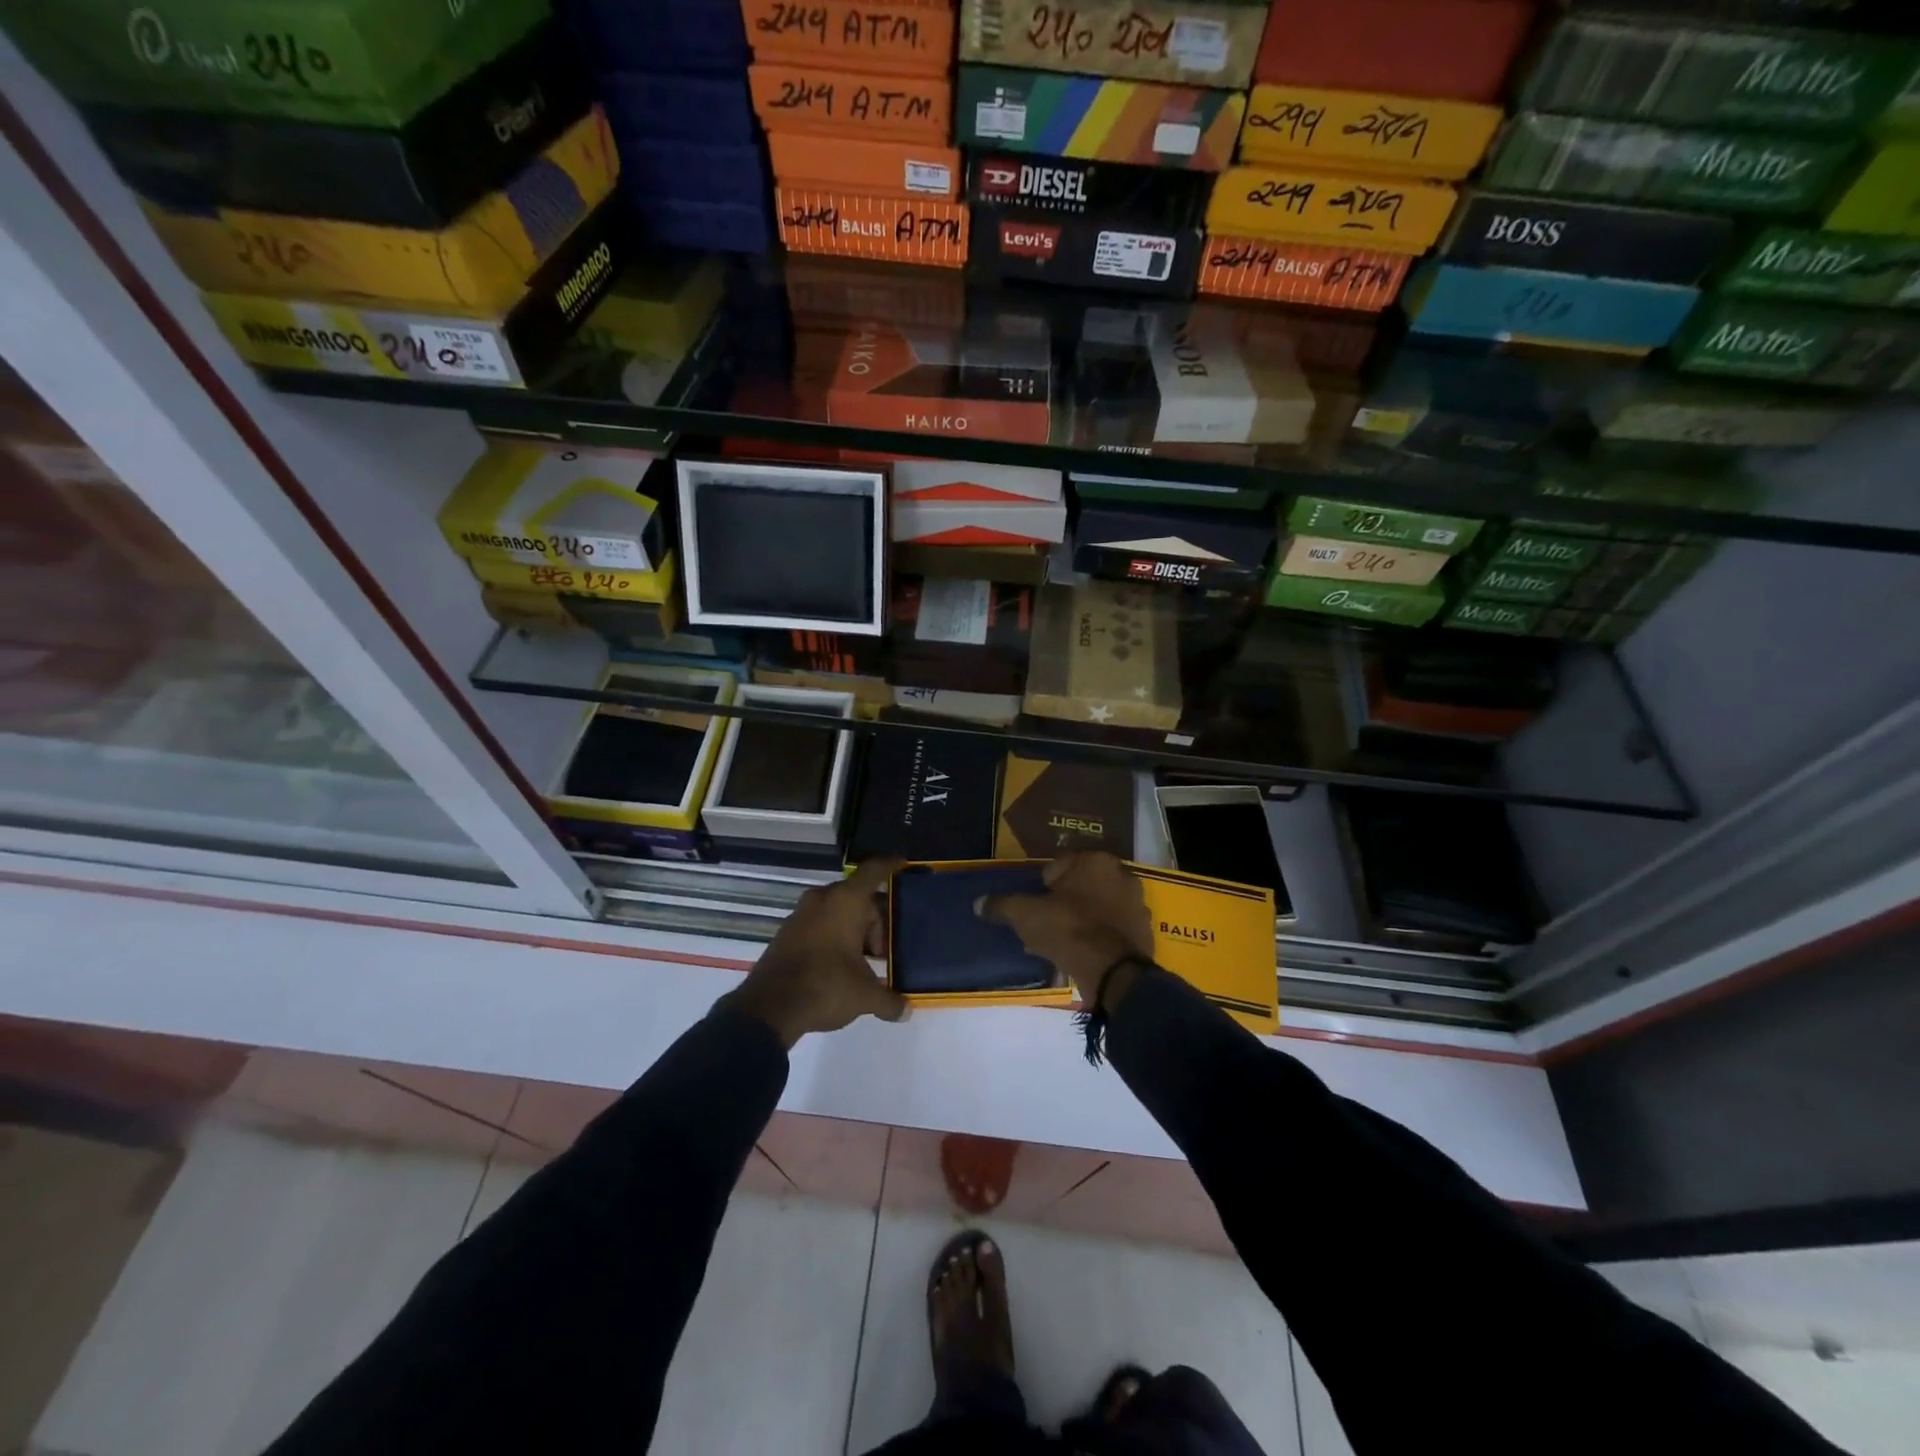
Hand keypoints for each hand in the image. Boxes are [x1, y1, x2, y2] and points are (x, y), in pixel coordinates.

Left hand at [720, 858, 908, 1047]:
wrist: (769, 1008)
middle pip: (857, 896)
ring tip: (864, 961)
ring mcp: (800, 915)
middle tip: (884, 950)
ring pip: (837, 911)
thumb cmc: (826, 987)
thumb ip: (889, 1000)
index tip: (904, 865)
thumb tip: (905, 1010)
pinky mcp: (786, 933)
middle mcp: (822, 899)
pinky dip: (833, 936)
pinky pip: (819, 924)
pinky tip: (840, 965)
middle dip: (875, 920)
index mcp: (846, 901)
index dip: (890, 866)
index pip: (873, 871)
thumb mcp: (865, 996)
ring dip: (853, 930)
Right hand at [976, 852, 1154, 1005]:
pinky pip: (1111, 928)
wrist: (1114, 972)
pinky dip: (1097, 937)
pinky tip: (1080, 955)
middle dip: (1062, 902)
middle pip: (1080, 886)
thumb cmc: (1068, 930)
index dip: (1042, 886)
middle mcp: (1121, 874)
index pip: (1059, 865)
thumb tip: (979, 903)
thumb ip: (1003, 905)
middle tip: (1044, 925)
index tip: (1034, 906)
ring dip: (1080, 920)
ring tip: (1059, 944)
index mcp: (1094, 860)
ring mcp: (1136, 903)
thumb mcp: (1026, 915)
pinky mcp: (1143, 931)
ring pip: (1097, 907)